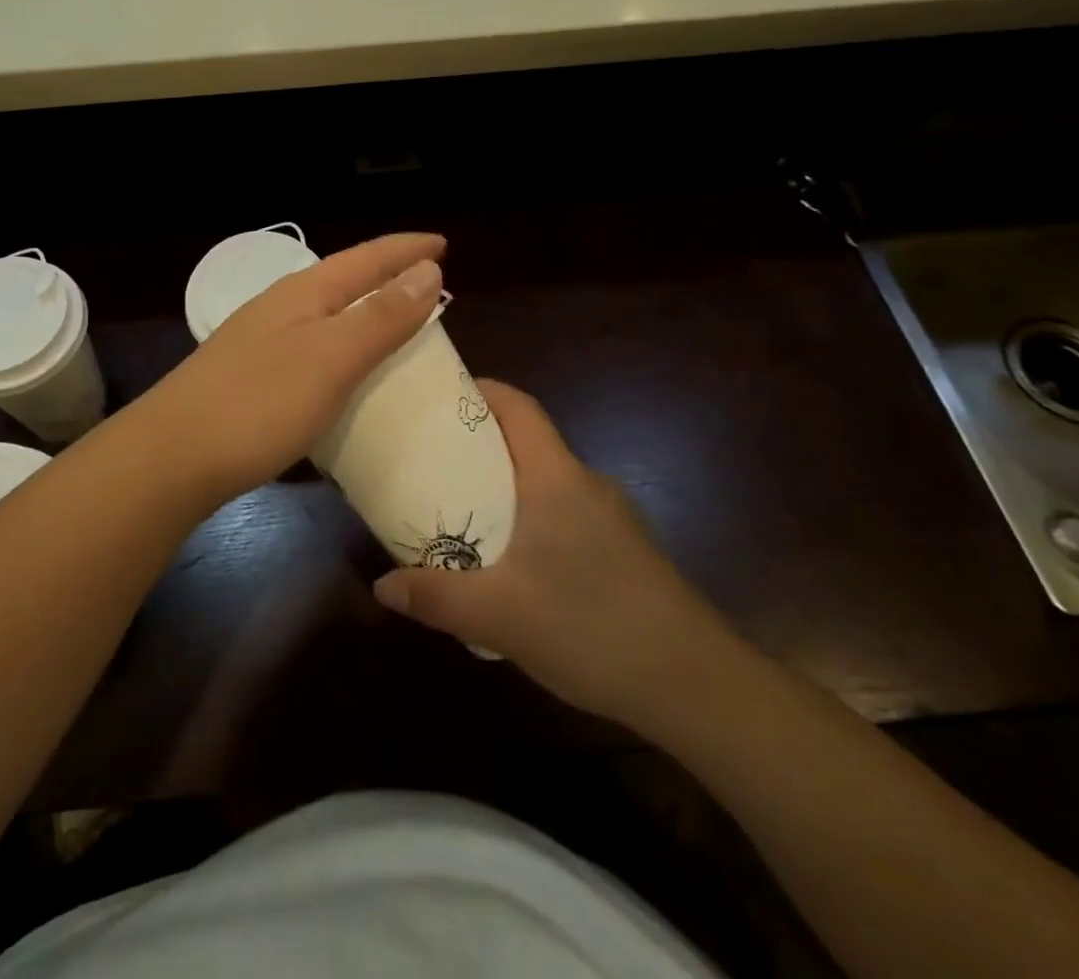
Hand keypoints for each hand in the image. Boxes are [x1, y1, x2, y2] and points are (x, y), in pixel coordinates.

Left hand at [131, 233, 445, 508]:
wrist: (171, 458)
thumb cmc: (259, 403)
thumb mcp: (332, 358)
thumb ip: (381, 316)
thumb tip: (427, 271)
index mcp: (304, 293)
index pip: (367, 258)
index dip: (407, 250)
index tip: (444, 245)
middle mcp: (282, 307)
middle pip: (346, 280)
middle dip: (389, 277)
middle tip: (430, 284)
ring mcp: (262, 342)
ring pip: (328, 315)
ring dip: (366, 313)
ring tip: (399, 324)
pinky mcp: (253, 377)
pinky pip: (314, 348)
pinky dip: (345, 349)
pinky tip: (348, 371)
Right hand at [372, 380, 741, 731]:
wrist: (697, 687)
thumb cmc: (592, 628)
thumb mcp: (498, 616)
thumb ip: (435, 597)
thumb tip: (381, 586)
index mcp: (556, 477)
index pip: (519, 407)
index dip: (482, 391)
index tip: (440, 396)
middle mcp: (586, 484)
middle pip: (527, 442)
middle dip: (479, 443)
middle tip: (431, 459)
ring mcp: (612, 518)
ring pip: (546, 482)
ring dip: (504, 487)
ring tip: (462, 511)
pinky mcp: (624, 551)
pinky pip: (565, 515)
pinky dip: (530, 519)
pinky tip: (512, 565)